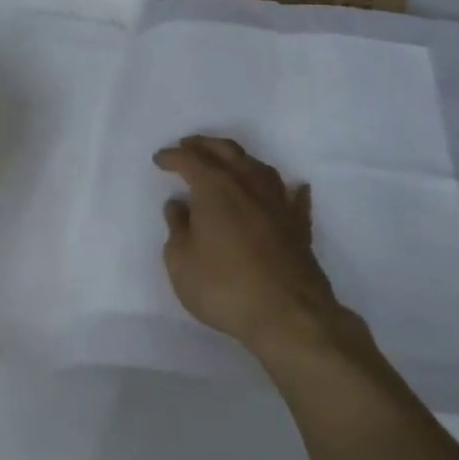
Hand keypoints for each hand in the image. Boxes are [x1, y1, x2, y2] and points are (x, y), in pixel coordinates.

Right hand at [155, 136, 342, 356]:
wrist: (288, 315)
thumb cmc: (224, 286)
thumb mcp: (181, 262)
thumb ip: (177, 229)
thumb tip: (178, 205)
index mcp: (215, 187)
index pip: (190, 160)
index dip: (172, 156)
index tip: (160, 159)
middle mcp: (248, 184)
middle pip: (226, 151)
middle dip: (204, 145)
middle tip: (188, 146)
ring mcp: (278, 202)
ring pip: (259, 167)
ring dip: (240, 159)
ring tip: (228, 162)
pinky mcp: (298, 226)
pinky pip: (293, 197)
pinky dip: (289, 189)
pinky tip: (293, 187)